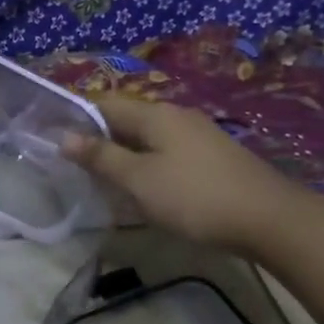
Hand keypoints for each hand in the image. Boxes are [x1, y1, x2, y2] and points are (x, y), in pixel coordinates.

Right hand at [61, 96, 302, 253]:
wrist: (269, 219)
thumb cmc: (194, 196)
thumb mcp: (138, 179)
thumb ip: (101, 157)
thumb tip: (64, 137)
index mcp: (155, 114)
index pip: (104, 104)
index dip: (78, 119)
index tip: (54, 140)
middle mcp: (177, 116)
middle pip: (127, 121)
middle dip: (99, 140)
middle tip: (74, 167)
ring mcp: (198, 136)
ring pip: (148, 140)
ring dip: (123, 156)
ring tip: (102, 182)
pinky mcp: (212, 158)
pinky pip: (167, 154)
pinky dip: (147, 167)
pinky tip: (143, 190)